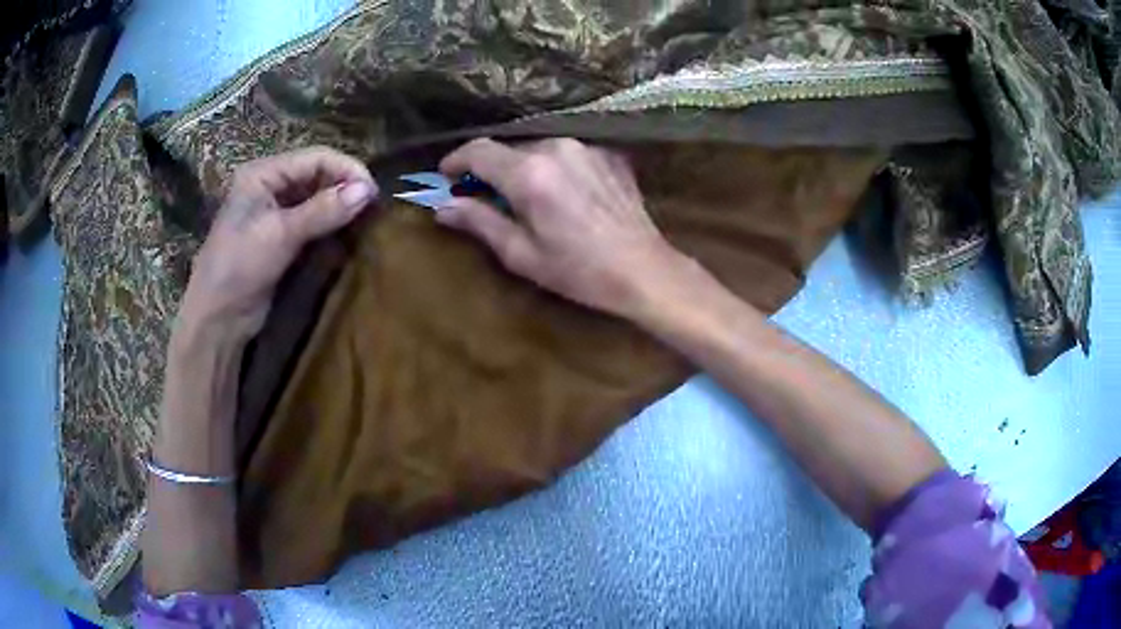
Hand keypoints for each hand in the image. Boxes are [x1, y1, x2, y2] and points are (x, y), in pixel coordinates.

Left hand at [180, 146, 376, 341]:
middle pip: (318, 174)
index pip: (315, 158)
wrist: (217, 319)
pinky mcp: (282, 237)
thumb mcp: (279, 235)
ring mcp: (276, 212)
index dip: (347, 170)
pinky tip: (348, 233)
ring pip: (318, 198)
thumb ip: (322, 211)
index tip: (374, 193)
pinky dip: (331, 225)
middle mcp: (270, 186)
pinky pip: (313, 221)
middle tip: (373, 209)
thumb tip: (367, 191)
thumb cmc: (239, 268)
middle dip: (345, 187)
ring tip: (366, 220)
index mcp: (263, 173)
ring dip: (340, 207)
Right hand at [437, 138, 689, 318]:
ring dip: (525, 169)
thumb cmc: (578, 271)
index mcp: (529, 173)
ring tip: (530, 200)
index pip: (479, 150)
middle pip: (509, 149)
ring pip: (539, 149)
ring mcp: (587, 147)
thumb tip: (443, 206)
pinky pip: (568, 153)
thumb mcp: (521, 254)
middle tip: (487, 197)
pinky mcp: (608, 153)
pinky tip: (564, 195)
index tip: (446, 175)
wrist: (644, 270)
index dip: (456, 160)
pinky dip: (555, 168)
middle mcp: (557, 148)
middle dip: (492, 170)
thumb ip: (479, 222)